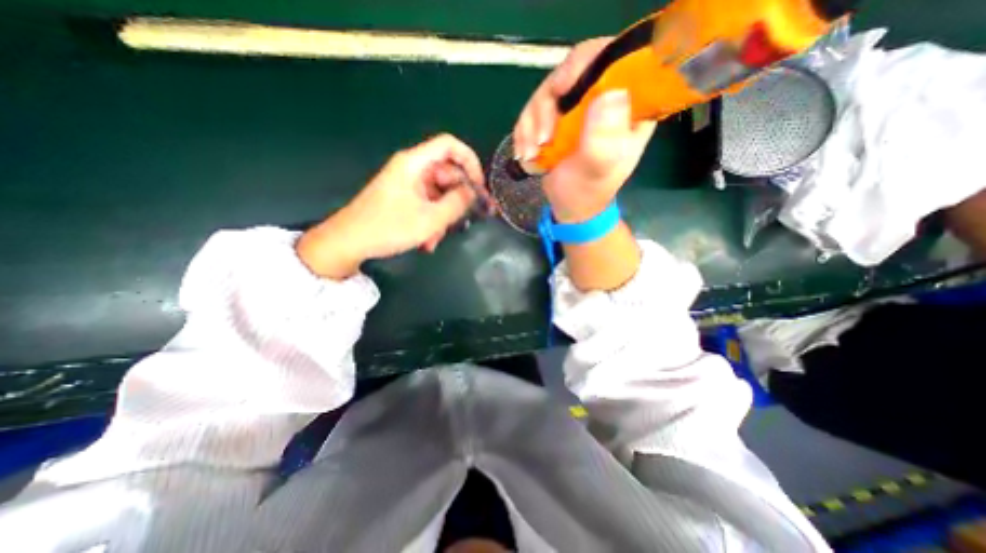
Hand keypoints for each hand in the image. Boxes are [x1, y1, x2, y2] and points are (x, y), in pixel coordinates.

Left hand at [299, 135, 485, 279]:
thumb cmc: (389, 227)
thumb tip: (474, 192)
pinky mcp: (402, 198)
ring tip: (436, 238)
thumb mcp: (430, 219)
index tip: (480, 186)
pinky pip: (426, 203)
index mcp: (415, 163)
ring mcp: (406, 184)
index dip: (470, 161)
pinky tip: (427, 241)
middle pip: (447, 173)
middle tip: (462, 220)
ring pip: (438, 193)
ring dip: (443, 216)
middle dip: (457, 199)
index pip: (450, 146)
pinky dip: (431, 220)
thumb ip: (457, 203)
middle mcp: (411, 168)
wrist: (348, 242)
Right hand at [512, 38, 657, 224]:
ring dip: (531, 125)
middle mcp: (604, 98)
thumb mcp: (598, 170)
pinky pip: (532, 111)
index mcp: (629, 106)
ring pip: (547, 92)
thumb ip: (603, 138)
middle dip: (547, 106)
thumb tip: (610, 94)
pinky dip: (524, 133)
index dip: (586, 63)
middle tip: (542, 139)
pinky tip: (526, 155)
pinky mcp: (556, 118)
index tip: (562, 91)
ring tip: (531, 154)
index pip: (615, 60)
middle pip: (572, 71)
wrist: (570, 207)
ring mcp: (577, 107)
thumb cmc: (589, 191)